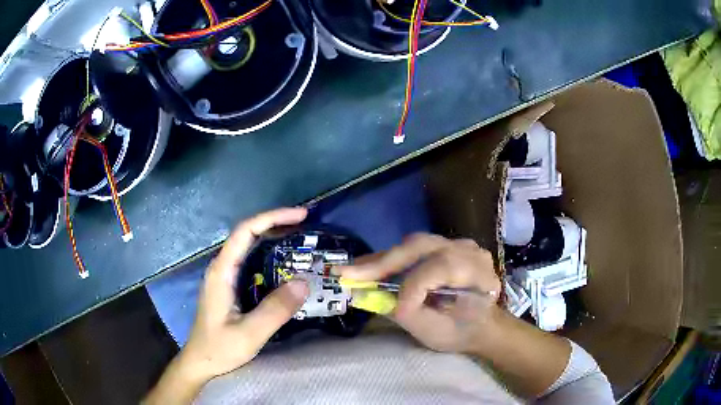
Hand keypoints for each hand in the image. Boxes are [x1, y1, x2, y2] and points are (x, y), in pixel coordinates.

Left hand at [145, 208, 309, 404]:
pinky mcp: (229, 286)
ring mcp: (224, 277)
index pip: (245, 231)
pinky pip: (250, 261)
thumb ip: (275, 310)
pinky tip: (284, 264)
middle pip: (247, 233)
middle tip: (306, 225)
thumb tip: (304, 282)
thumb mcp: (249, 334)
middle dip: (276, 223)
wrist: (200, 363)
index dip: (273, 218)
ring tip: (300, 239)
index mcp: (222, 272)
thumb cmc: (219, 349)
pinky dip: (269, 255)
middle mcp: (221, 268)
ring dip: (273, 237)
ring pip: (248, 246)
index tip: (300, 216)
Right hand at [338, 233, 501, 352]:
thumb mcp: (435, 332)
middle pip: (421, 247)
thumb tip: (364, 295)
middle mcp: (469, 251)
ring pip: (413, 245)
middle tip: (348, 274)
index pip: (441, 268)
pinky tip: (369, 267)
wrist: (480, 325)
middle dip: (382, 262)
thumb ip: (403, 313)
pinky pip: (413, 249)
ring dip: (382, 259)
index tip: (393, 309)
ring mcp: (456, 245)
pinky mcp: (443, 246)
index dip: (413, 288)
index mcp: (478, 274)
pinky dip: (390, 259)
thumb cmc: (461, 332)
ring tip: (353, 271)